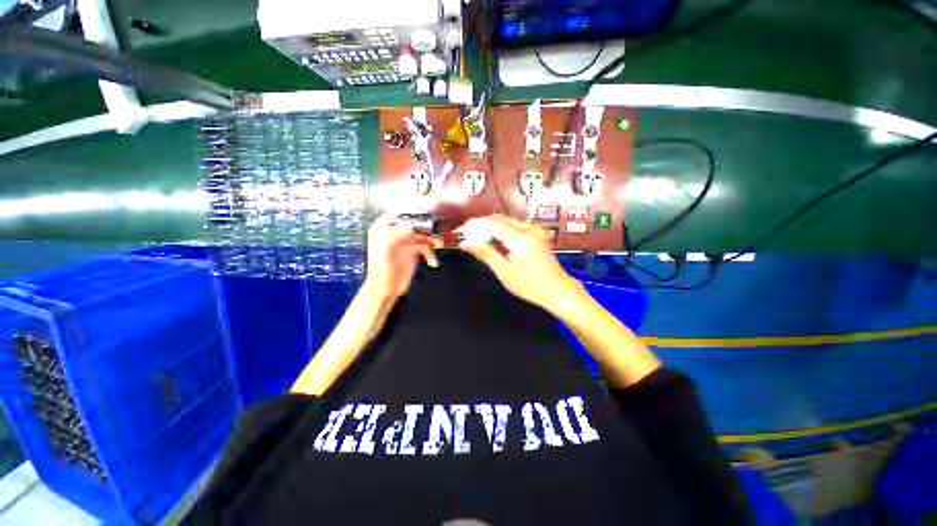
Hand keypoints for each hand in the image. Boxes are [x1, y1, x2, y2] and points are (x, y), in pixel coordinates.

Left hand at [365, 214, 441, 297]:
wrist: (386, 289)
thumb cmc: (382, 270)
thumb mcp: (387, 250)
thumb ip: (399, 235)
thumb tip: (412, 225)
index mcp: (383, 228)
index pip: (398, 213)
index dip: (411, 211)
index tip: (426, 212)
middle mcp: (394, 232)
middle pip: (414, 223)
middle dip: (426, 227)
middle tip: (437, 230)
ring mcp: (405, 241)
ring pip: (422, 234)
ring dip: (432, 239)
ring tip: (440, 245)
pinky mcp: (413, 251)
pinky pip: (425, 246)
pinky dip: (430, 253)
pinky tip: (433, 262)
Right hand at [456, 215, 581, 311]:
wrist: (558, 290)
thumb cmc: (530, 286)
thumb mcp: (504, 272)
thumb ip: (485, 253)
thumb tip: (465, 242)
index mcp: (519, 237)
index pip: (491, 223)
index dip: (474, 224)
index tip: (461, 231)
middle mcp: (528, 228)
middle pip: (499, 219)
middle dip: (481, 225)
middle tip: (468, 236)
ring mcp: (534, 230)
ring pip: (507, 221)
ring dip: (491, 227)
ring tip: (478, 239)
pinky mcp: (537, 234)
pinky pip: (515, 226)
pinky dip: (502, 230)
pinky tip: (496, 241)